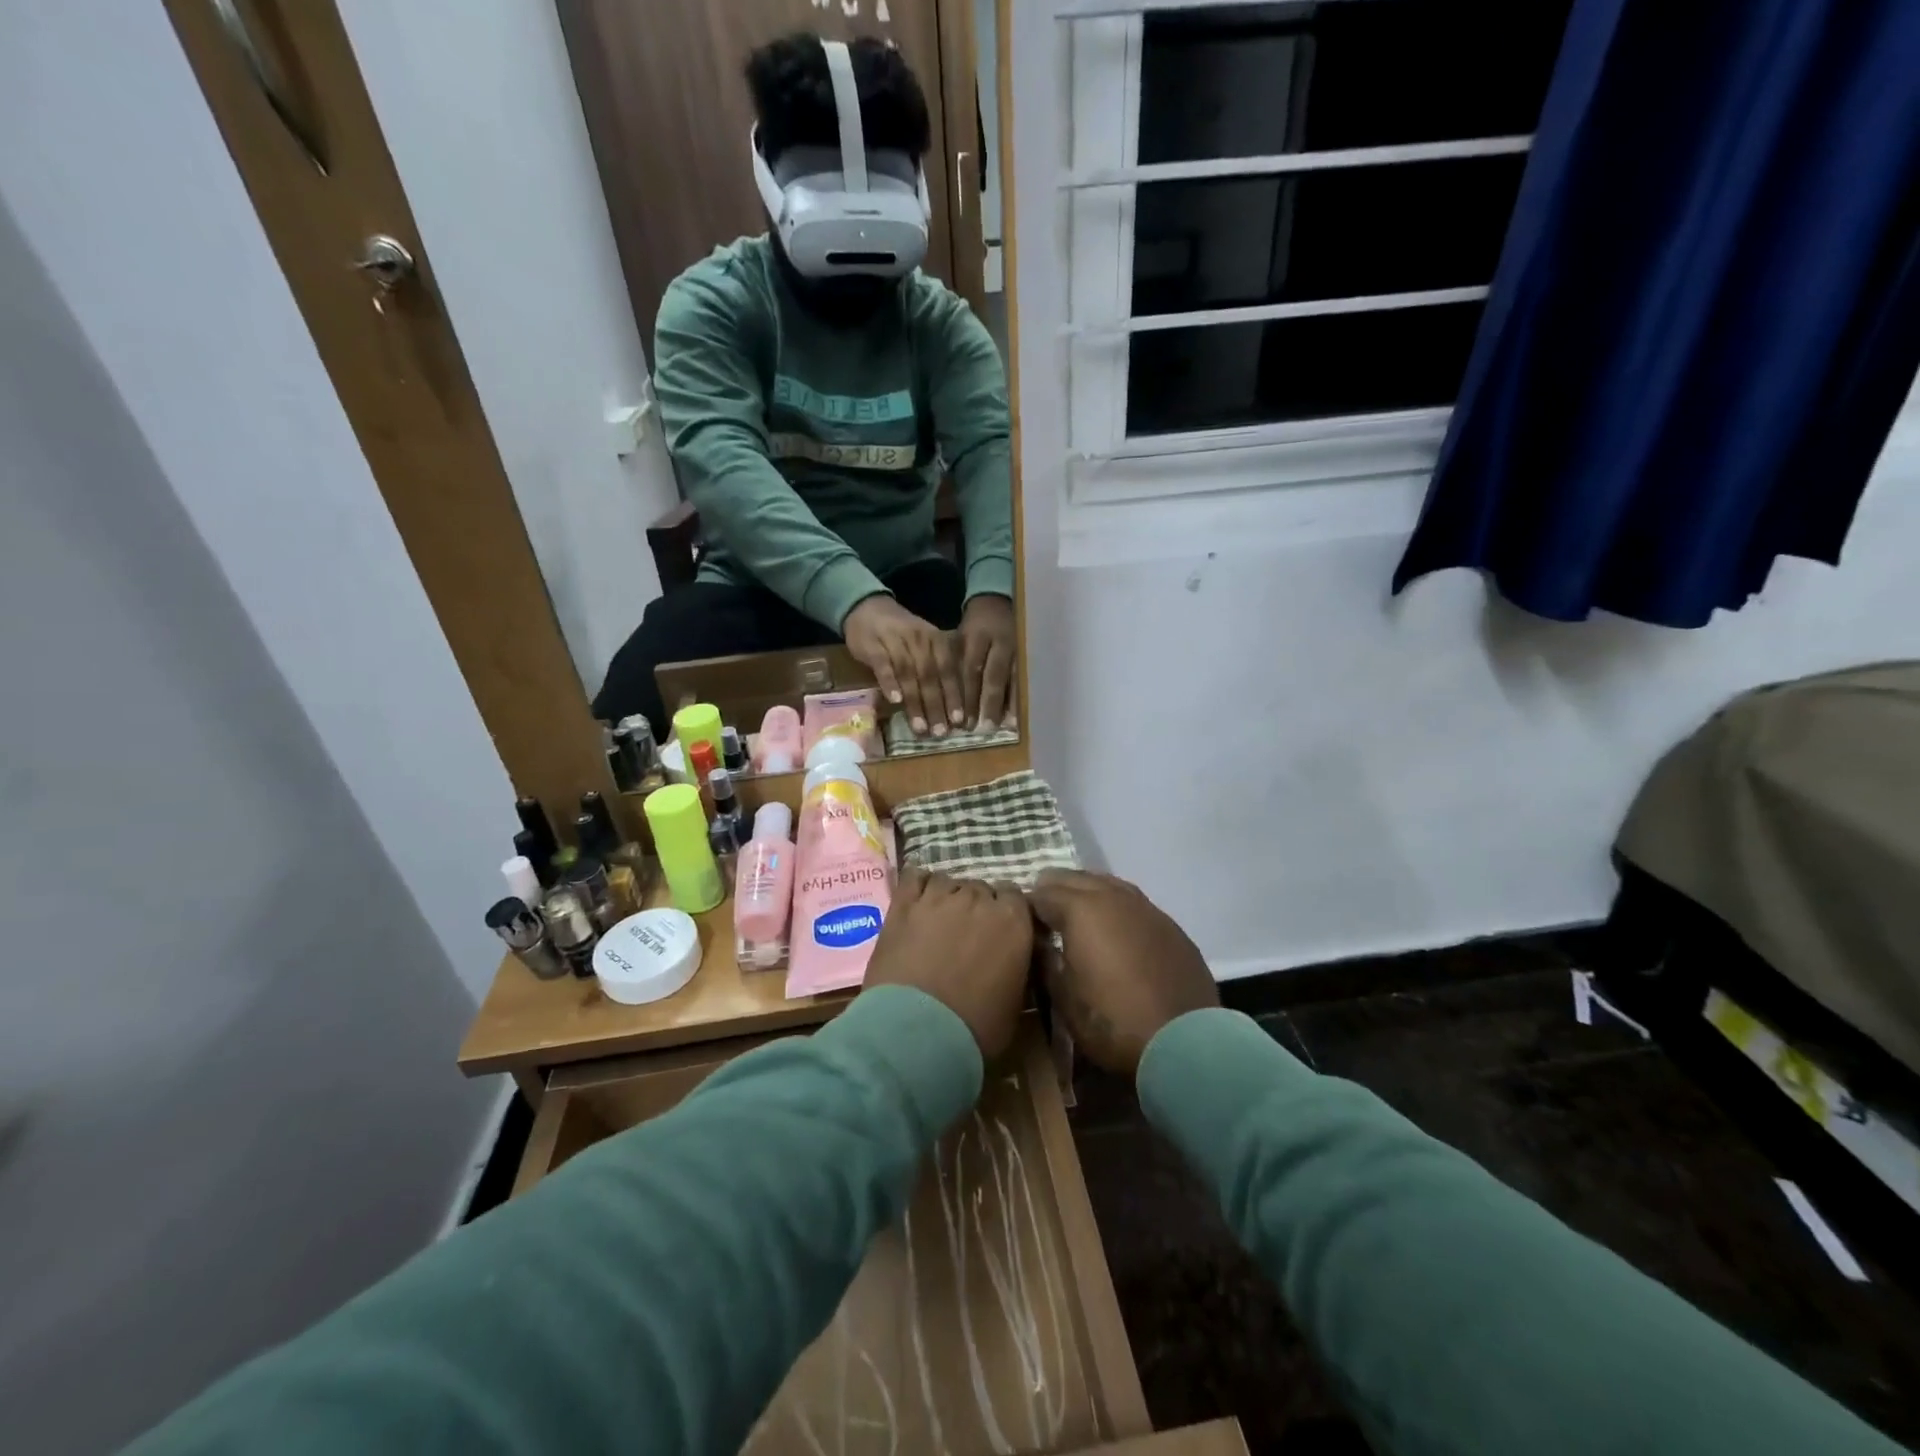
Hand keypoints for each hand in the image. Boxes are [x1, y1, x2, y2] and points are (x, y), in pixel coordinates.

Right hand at [844, 595, 964, 738]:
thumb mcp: (924, 644)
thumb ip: (936, 669)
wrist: (867, 607)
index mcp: (936, 640)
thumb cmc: (900, 633)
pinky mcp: (873, 646)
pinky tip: (895, 701)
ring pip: (909, 675)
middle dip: (937, 706)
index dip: (954, 697)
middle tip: (941, 732)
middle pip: (930, 677)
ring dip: (915, 703)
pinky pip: (883, 666)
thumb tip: (950, 705)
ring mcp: (895, 642)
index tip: (959, 722)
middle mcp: (919, 640)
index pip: (948, 671)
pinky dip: (890, 683)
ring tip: (920, 728)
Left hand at [865, 868, 1033, 1058]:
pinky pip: (915, 877)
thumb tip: (1012, 959)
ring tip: (939, 921)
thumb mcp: (1015, 1002)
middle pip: (982, 888)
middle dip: (977, 907)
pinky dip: (919, 885)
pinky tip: (917, 901)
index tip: (999, 933)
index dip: (1007, 914)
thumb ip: (1017, 966)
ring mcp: (939, 897)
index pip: (1016, 897)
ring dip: (949, 897)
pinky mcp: (904, 903)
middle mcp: (979, 899)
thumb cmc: (975, 1027)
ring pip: (949, 881)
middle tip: (967, 934)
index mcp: (1013, 921)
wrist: (917, 1032)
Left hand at [957, 594, 1017, 729]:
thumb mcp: (960, 637)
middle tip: (981, 728)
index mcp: (976, 636)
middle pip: (993, 677)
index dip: (966, 696)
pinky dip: (1020, 698)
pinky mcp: (1028, 653)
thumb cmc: (974, 625)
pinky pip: (1024, 678)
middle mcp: (999, 643)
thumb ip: (954, 663)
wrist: (998, 600)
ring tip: (1004, 727)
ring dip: (1008, 704)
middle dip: (987, 704)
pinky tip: (1018, 716)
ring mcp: (1017, 648)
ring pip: (1013, 679)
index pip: (971, 669)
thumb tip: (942, 698)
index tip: (962, 720)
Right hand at [1027, 870, 1218, 1076]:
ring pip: (1108, 884)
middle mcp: (1113, 897)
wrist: (1183, 1042)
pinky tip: (1117, 932)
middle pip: (1075, 878)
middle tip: (1044, 917)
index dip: (1027, 908)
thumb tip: (1038, 944)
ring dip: (1088, 894)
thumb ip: (1045, 962)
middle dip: (1055, 891)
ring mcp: (1147, 908)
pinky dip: (1117, 910)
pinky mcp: (1171, 926)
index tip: (1020, 925)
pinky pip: (1135, 905)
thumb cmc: (1112, 1021)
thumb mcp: (1063, 998)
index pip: (1041, 893)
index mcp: (1081, 909)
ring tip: (1078, 917)